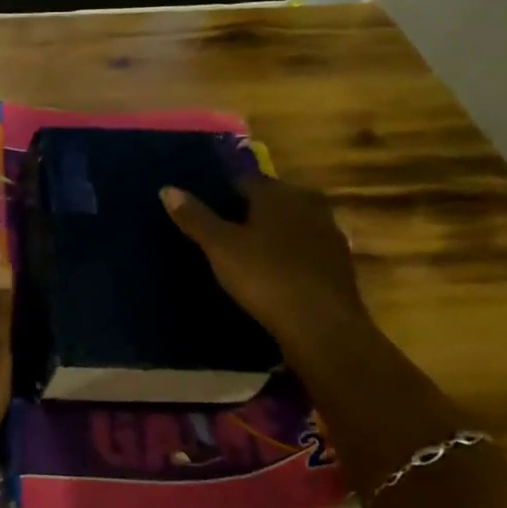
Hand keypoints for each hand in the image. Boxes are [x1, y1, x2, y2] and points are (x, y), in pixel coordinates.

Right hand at [161, 176, 366, 341]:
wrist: (322, 325)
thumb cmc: (265, 277)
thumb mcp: (220, 247)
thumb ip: (195, 218)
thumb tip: (167, 189)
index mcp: (277, 194)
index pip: (243, 181)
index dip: (222, 195)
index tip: (205, 214)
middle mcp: (307, 204)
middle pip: (270, 200)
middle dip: (248, 213)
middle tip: (223, 235)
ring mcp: (328, 233)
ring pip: (291, 224)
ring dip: (272, 234)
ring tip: (247, 254)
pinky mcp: (339, 262)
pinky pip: (305, 248)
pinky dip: (290, 255)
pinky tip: (275, 274)